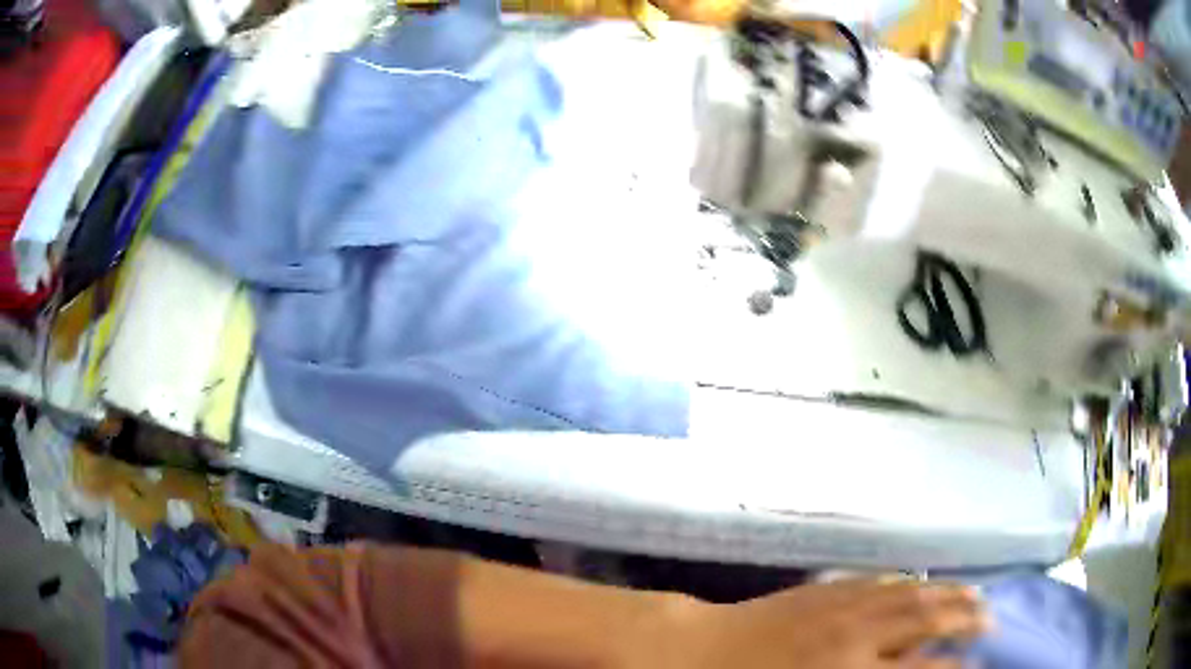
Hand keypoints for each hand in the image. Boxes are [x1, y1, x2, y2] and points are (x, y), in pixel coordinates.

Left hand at [661, 579, 989, 668]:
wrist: (687, 653)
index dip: (953, 667)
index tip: (977, 664)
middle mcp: (856, 634)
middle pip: (925, 620)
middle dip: (963, 619)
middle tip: (990, 618)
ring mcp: (839, 604)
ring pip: (908, 593)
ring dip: (943, 593)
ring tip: (972, 593)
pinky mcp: (820, 590)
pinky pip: (875, 582)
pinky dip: (903, 582)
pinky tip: (916, 580)